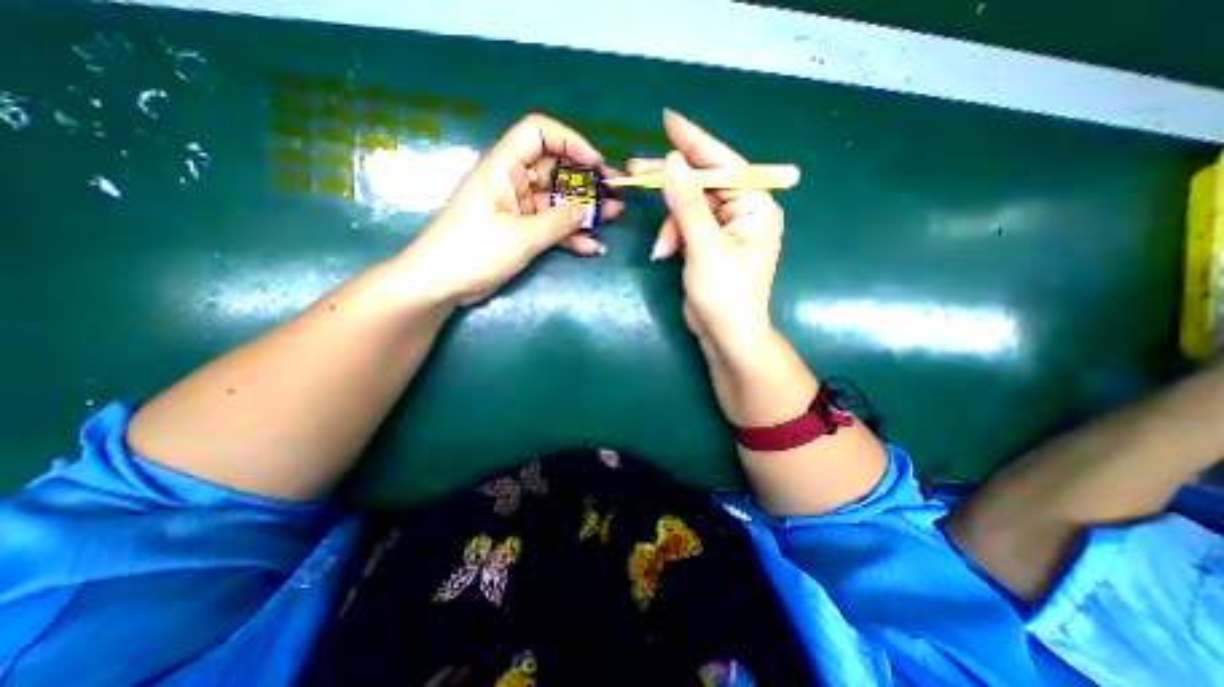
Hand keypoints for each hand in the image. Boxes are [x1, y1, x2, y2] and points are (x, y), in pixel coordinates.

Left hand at [398, 113, 623, 305]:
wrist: (442, 283)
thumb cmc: (474, 251)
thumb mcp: (520, 237)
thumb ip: (557, 223)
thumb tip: (586, 211)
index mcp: (505, 169)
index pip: (538, 133)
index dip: (570, 142)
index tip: (595, 164)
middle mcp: (513, 183)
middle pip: (555, 170)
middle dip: (587, 181)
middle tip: (615, 192)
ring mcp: (518, 210)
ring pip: (557, 201)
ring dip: (585, 209)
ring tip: (614, 216)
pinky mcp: (521, 232)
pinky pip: (551, 227)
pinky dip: (570, 235)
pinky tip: (593, 246)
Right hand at [642, 109, 783, 355]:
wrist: (725, 335)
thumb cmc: (726, 294)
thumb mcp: (705, 247)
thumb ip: (688, 205)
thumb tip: (671, 162)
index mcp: (755, 206)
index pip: (724, 164)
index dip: (695, 142)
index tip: (668, 120)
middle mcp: (742, 211)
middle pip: (702, 183)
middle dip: (670, 183)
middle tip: (634, 169)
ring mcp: (723, 228)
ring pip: (687, 207)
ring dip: (670, 225)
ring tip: (662, 249)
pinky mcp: (707, 243)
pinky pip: (684, 226)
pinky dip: (671, 237)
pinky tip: (664, 254)